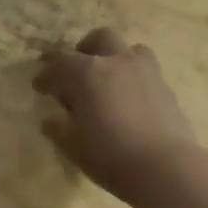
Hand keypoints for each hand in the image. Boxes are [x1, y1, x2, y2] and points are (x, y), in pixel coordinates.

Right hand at [33, 27, 195, 200]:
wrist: (165, 168)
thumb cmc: (108, 154)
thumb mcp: (72, 145)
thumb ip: (58, 127)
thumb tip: (51, 119)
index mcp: (87, 72)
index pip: (59, 62)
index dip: (46, 74)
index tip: (39, 87)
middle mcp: (117, 62)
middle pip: (100, 38)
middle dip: (85, 50)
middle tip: (77, 72)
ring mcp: (146, 72)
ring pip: (131, 49)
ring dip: (117, 59)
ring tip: (110, 81)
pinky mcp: (167, 89)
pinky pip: (147, 74)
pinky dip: (135, 81)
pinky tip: (131, 103)